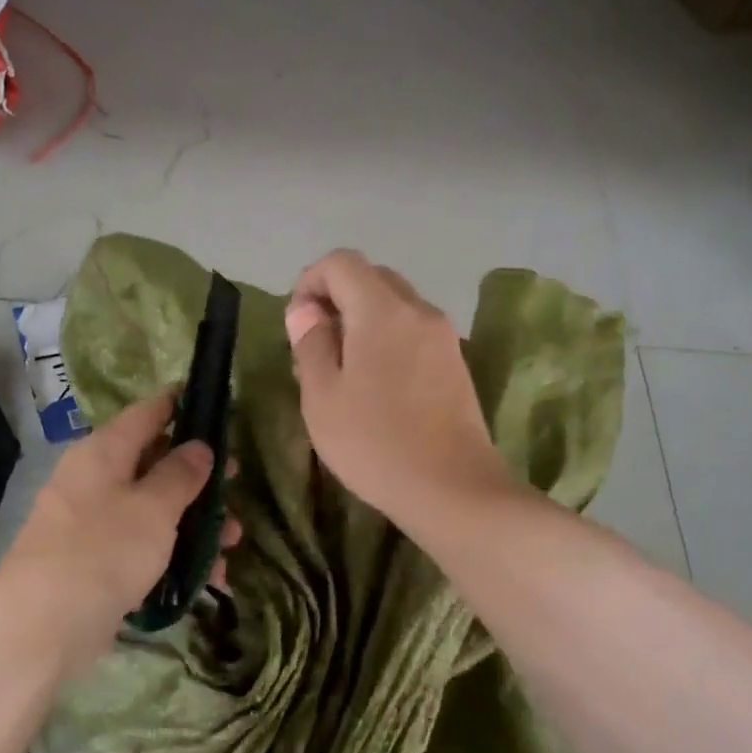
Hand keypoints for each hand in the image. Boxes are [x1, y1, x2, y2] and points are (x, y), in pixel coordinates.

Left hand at [0, 388, 239, 674]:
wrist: (42, 626)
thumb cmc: (103, 551)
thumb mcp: (154, 508)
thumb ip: (181, 474)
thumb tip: (199, 446)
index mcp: (103, 452)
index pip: (148, 413)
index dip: (182, 406)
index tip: (217, 409)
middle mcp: (94, 479)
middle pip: (154, 464)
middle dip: (199, 478)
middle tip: (236, 487)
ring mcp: (92, 522)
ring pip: (152, 510)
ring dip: (194, 523)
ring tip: (231, 545)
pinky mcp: (95, 562)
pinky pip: (141, 546)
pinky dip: (173, 555)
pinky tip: (207, 578)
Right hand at [286, 249, 510, 528]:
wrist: (453, 489)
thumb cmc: (375, 443)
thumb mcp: (322, 397)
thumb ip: (311, 344)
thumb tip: (306, 312)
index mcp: (382, 311)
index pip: (341, 262)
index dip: (310, 282)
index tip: (297, 324)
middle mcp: (419, 311)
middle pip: (371, 278)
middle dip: (336, 299)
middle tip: (314, 347)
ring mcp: (444, 336)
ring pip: (393, 305)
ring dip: (360, 321)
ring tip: (341, 370)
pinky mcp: (455, 363)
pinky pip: (412, 331)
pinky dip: (385, 339)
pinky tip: (374, 385)